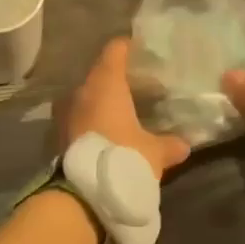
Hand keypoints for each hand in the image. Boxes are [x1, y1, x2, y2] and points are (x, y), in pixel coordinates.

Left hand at [59, 38, 190, 181]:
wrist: (81, 196)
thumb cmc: (122, 158)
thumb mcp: (154, 152)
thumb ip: (169, 144)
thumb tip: (184, 144)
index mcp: (106, 82)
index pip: (116, 49)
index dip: (130, 47)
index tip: (145, 52)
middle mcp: (82, 90)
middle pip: (101, 71)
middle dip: (120, 76)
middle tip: (142, 84)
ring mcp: (66, 111)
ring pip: (89, 94)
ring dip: (105, 99)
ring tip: (127, 109)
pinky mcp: (60, 133)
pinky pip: (80, 115)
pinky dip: (94, 117)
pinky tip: (110, 130)